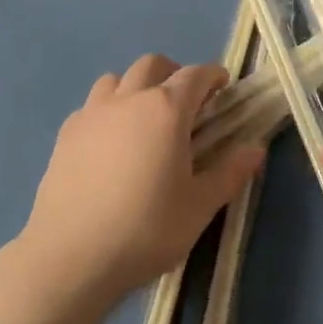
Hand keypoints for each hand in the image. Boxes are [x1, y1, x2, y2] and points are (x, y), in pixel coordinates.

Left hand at [20, 54, 264, 308]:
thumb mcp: (199, 207)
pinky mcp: (66, 134)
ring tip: (143, 119)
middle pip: (153, 65)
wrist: (70, 258)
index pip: (196, 75)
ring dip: (136, 88)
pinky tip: (109, 144)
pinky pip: (92, 106)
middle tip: (184, 104)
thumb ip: (230, 172)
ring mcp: (93, 113)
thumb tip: (256, 148)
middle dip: (173, 74)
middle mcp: (130, 99)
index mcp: (167, 109)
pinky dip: (107, 111)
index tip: (222, 88)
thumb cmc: (145, 230)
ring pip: (118, 79)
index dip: (213, 76)